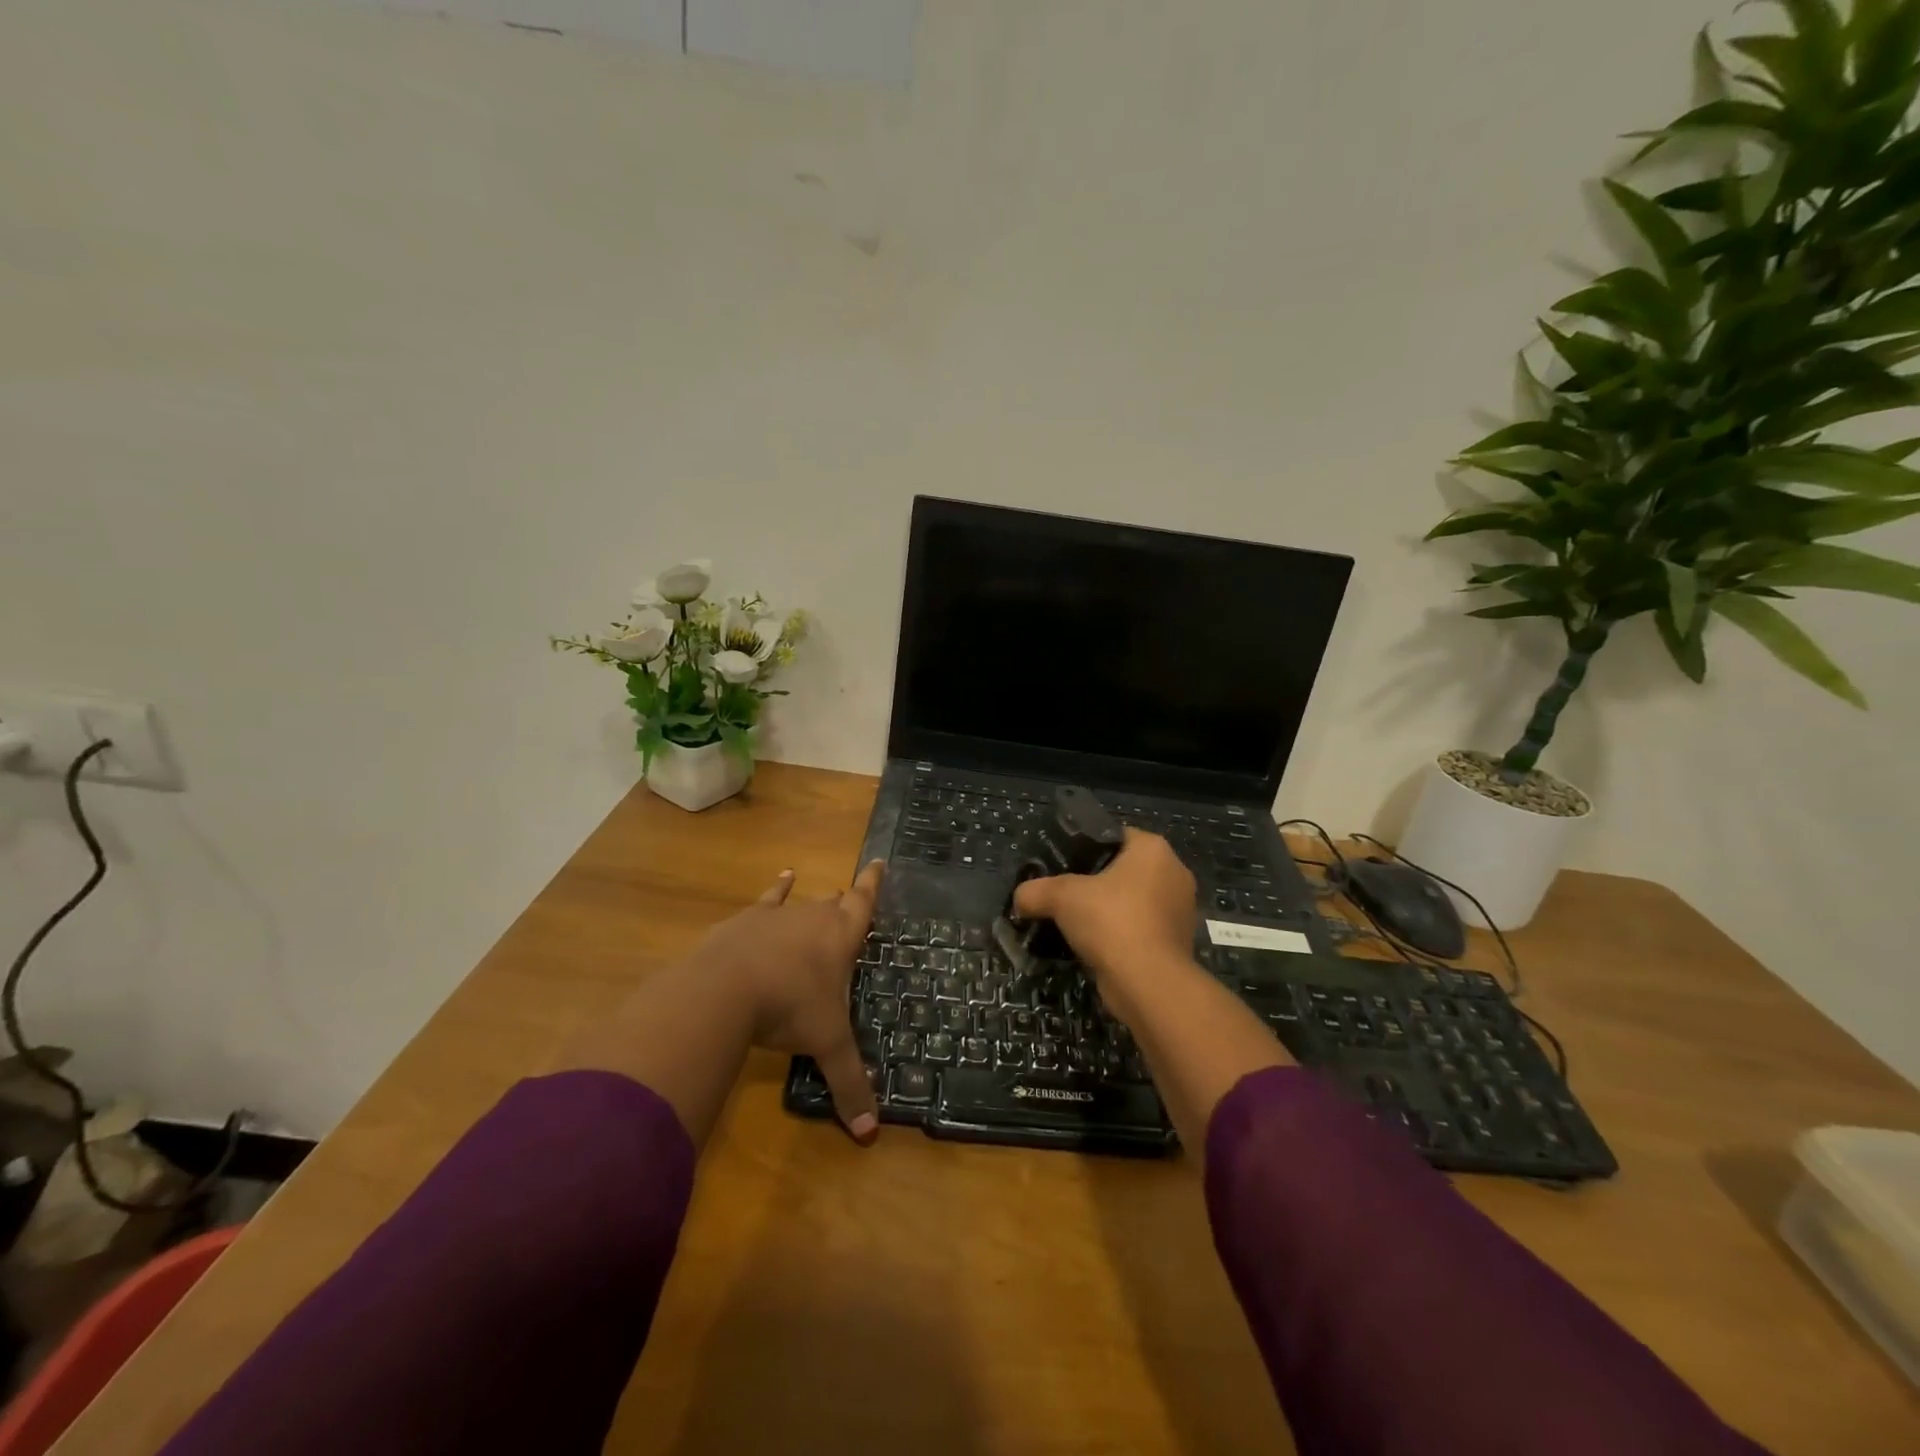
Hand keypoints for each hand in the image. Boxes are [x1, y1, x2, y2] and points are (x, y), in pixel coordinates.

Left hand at [692, 860, 884, 1142]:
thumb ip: (848, 1084)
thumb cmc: (789, 1008)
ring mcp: (777, 916)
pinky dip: (776, 889)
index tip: (878, 861)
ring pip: (802, 901)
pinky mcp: (745, 921)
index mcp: (840, 938)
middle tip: (849, 900)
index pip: (863, 903)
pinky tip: (782, 878)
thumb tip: (869, 1134)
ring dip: (812, 900)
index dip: (872, 884)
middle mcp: (813, 917)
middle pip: (833, 903)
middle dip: (843, 902)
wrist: (726, 989)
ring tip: (820, 890)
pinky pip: (767, 900)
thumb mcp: (825, 1045)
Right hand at [1012, 829, 1198, 1021]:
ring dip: (1108, 910)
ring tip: (1075, 921)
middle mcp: (1174, 873)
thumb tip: (1019, 899)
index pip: (1115, 835)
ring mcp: (1180, 910)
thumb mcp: (1061, 897)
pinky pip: (1141, 928)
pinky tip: (1094, 945)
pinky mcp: (1177, 942)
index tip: (1062, 864)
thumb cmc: (1111, 921)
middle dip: (1095, 881)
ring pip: (1133, 901)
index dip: (1085, 847)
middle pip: (1124, 869)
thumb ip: (1036, 891)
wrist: (1149, 983)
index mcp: (1153, 849)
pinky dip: (1121, 934)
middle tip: (1064, 893)